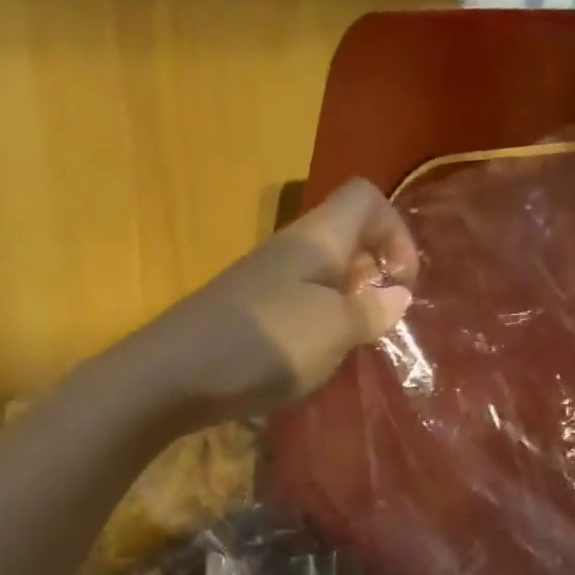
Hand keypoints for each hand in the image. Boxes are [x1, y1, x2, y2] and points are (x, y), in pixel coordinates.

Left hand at [131, 178, 418, 422]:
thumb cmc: (264, 345)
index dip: (396, 231)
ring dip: (345, 304)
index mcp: (316, 238)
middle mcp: (288, 249)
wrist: (172, 376)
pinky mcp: (246, 312)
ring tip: (347, 345)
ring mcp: (262, 281)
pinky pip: (296, 304)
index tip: (402, 284)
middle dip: (374, 273)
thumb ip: (371, 310)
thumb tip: (397, 294)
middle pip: (346, 236)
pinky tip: (310, 359)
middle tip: (378, 319)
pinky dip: (315, 324)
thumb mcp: (332, 329)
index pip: (366, 198)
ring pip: (321, 274)